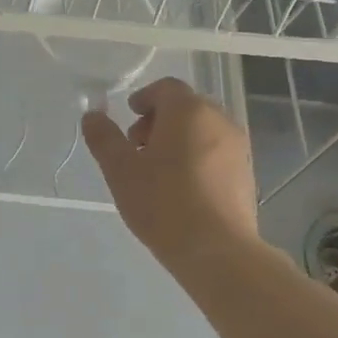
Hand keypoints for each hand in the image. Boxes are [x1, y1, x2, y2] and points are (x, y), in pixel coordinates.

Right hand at [81, 77, 258, 274]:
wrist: (217, 250)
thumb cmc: (163, 203)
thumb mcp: (120, 170)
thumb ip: (104, 138)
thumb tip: (91, 115)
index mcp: (189, 111)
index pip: (166, 87)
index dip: (143, 98)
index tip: (128, 118)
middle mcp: (219, 120)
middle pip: (186, 107)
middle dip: (159, 120)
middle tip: (137, 148)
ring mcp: (238, 147)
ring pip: (202, 130)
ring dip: (178, 139)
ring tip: (157, 172)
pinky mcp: (246, 174)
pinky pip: (216, 153)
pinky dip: (196, 157)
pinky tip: (181, 189)